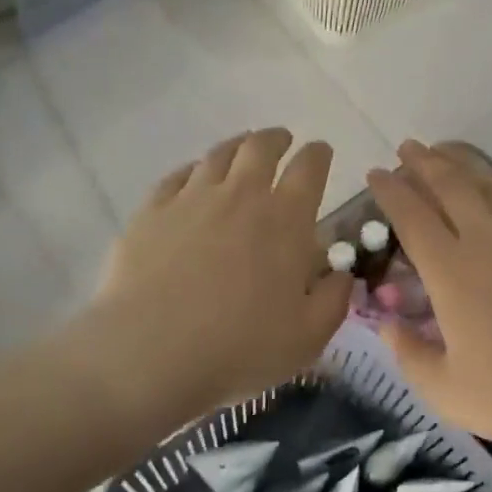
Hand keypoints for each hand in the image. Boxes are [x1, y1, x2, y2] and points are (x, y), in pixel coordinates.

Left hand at [86, 128, 352, 420]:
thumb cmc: (240, 347)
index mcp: (286, 220)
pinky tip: (193, 177)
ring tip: (242, 149)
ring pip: (218, 155)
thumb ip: (333, 300)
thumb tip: (341, 274)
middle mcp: (240, 195)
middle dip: (276, 139)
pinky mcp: (151, 211)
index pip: (310, 169)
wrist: (150, 351)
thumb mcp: (308, 336)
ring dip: (236, 146)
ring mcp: (191, 199)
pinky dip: (193, 169)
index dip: (318, 155)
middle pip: (260, 148)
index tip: (321, 152)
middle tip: (282, 140)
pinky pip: (176, 176)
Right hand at [366, 142, 491, 460]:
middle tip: (408, 148)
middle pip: (449, 187)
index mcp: (450, 274)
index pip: (411, 217)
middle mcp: (488, 241)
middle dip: (423, 163)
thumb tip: (387, 324)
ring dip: (464, 164)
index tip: (375, 174)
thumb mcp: (446, 392)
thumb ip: (409, 355)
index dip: (389, 192)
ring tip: (446, 152)